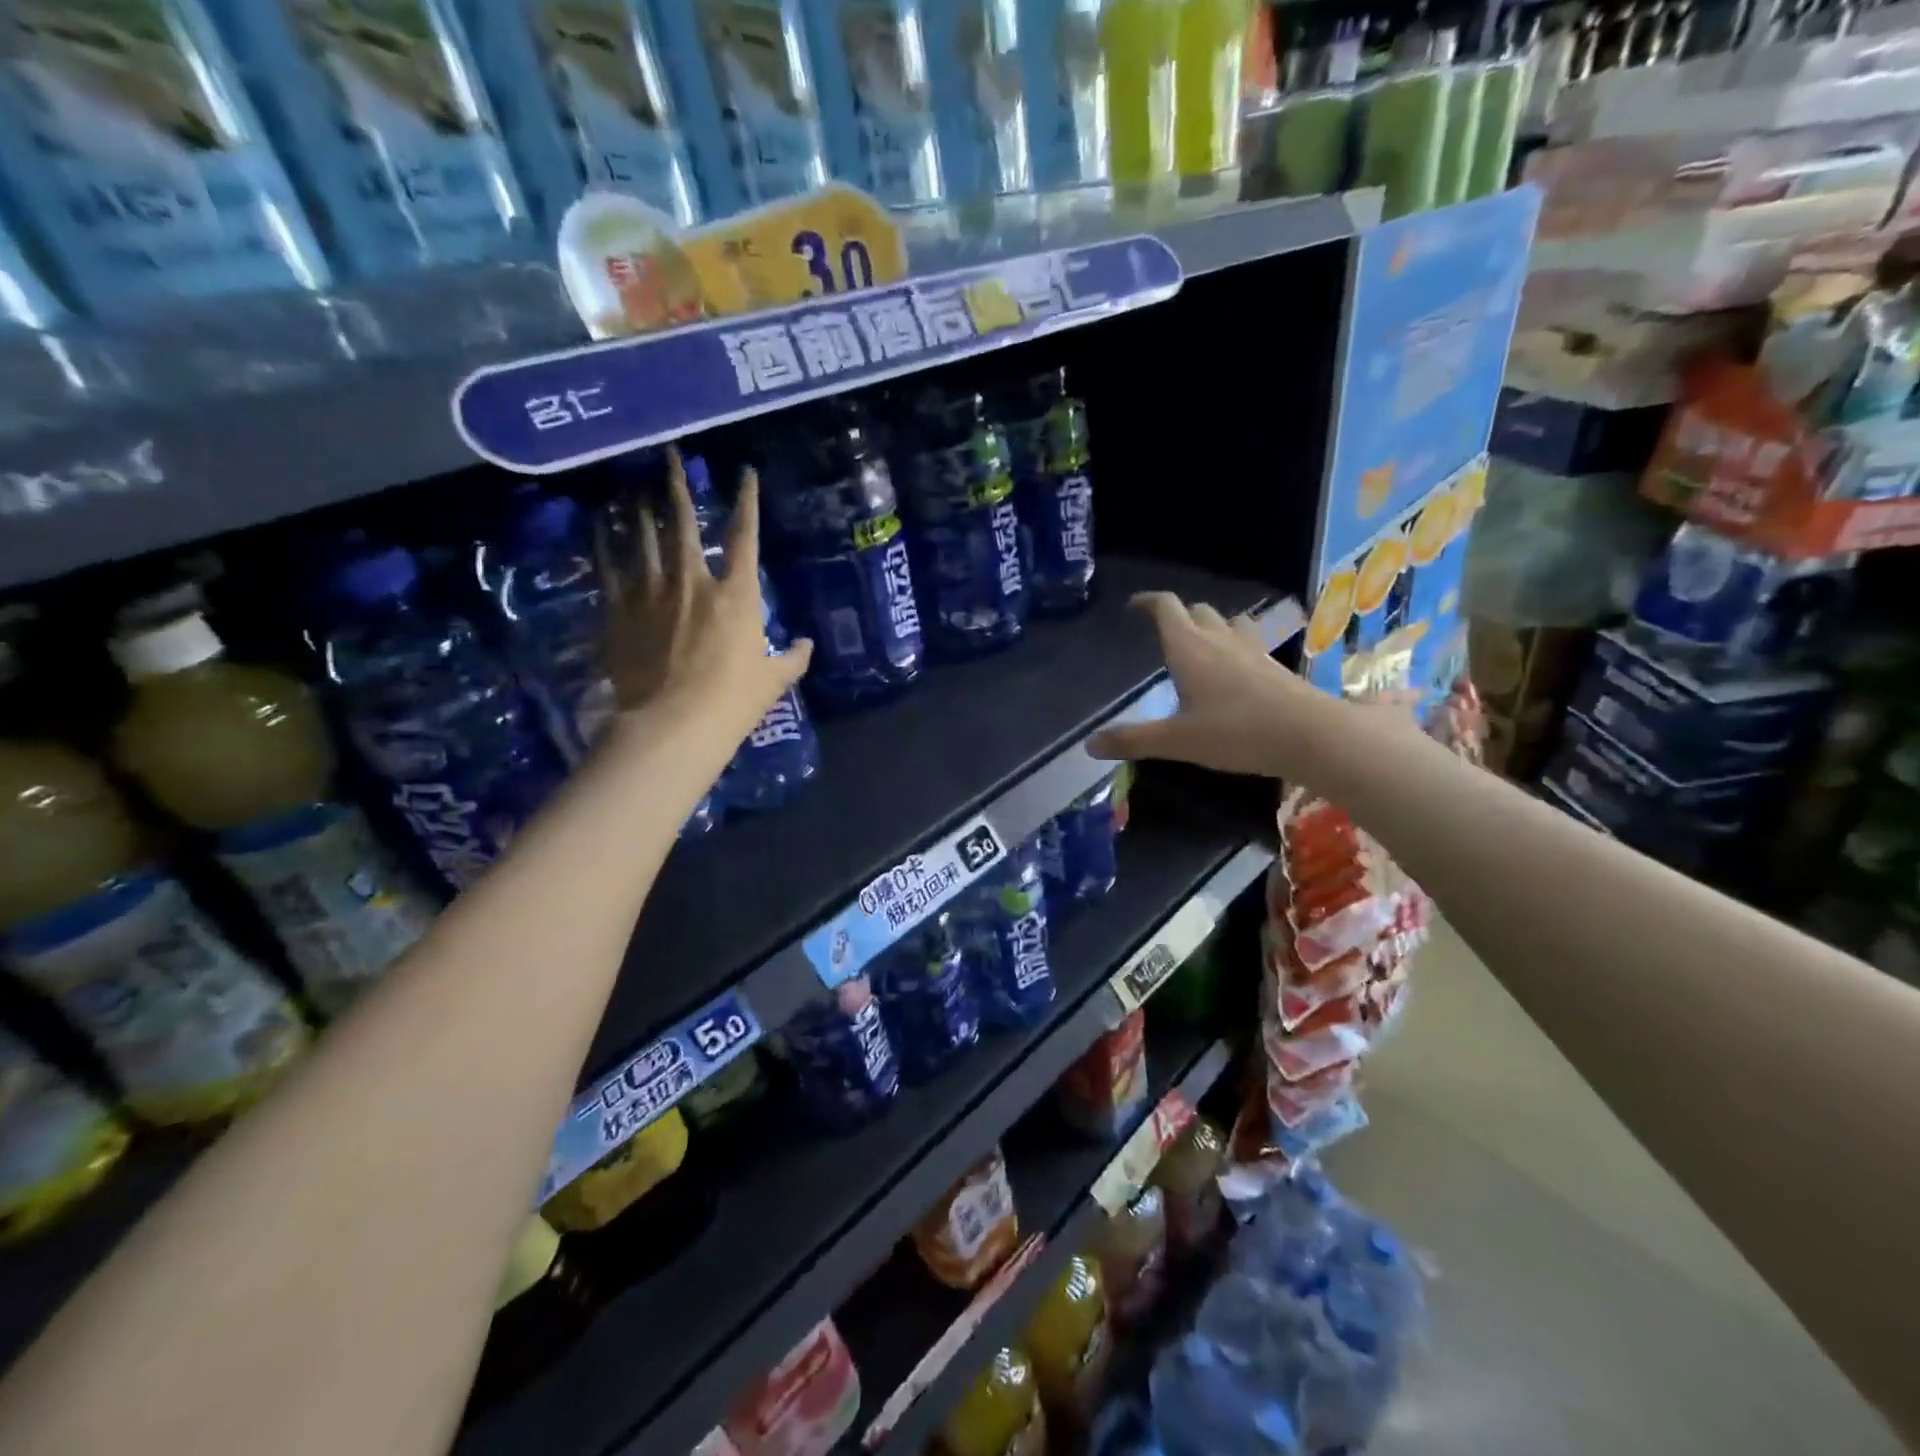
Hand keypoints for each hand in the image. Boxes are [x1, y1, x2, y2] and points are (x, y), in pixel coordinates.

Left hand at [598, 449, 811, 736]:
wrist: (674, 724)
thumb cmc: (734, 702)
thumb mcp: (773, 681)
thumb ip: (792, 659)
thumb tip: (807, 645)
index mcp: (737, 594)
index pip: (746, 536)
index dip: (747, 501)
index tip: (745, 473)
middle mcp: (693, 581)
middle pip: (683, 523)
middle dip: (677, 486)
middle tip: (668, 456)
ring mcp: (651, 593)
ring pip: (642, 539)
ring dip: (639, 510)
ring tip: (633, 487)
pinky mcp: (620, 612)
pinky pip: (609, 569)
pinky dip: (604, 545)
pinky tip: (598, 527)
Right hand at [1086, 593, 1347, 779]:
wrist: (1309, 735)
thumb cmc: (1235, 733)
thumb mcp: (1176, 742)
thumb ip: (1133, 740)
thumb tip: (1089, 745)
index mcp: (1189, 649)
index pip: (1166, 607)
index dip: (1148, 601)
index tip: (1134, 606)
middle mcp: (1219, 641)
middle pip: (1196, 610)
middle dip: (1178, 615)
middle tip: (1163, 633)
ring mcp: (1251, 651)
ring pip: (1227, 622)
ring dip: (1210, 626)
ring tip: (1200, 645)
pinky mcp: (1274, 667)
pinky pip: (1248, 643)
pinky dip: (1234, 647)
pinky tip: (1234, 671)